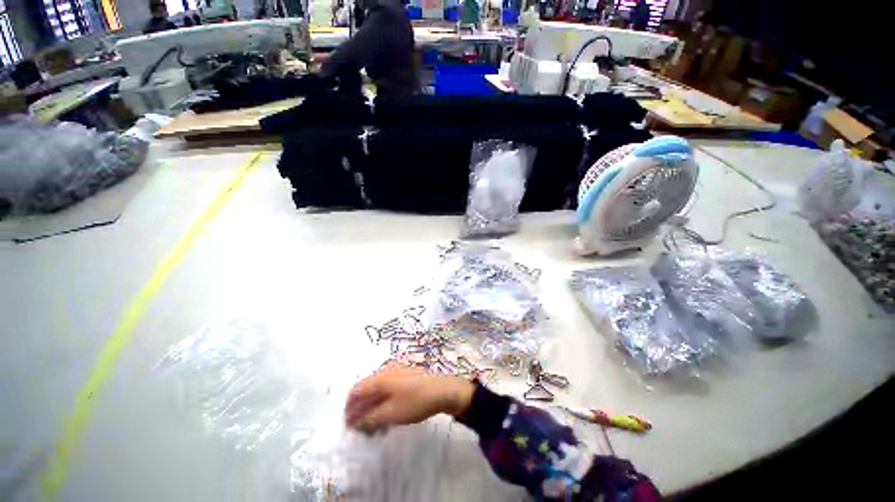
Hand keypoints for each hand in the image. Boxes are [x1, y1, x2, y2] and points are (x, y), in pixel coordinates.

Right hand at [345, 363, 474, 432]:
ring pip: (378, 390)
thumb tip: (355, 422)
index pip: (356, 390)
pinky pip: (388, 389)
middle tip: (362, 429)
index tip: (349, 425)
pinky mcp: (405, 376)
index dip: (349, 408)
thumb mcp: (391, 414)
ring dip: (372, 408)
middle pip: (366, 389)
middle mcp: (386, 370)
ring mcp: (397, 371)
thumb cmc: (416, 401)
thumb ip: (370, 418)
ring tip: (375, 428)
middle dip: (361, 410)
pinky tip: (387, 417)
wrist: (443, 390)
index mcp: (380, 376)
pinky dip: (383, 403)